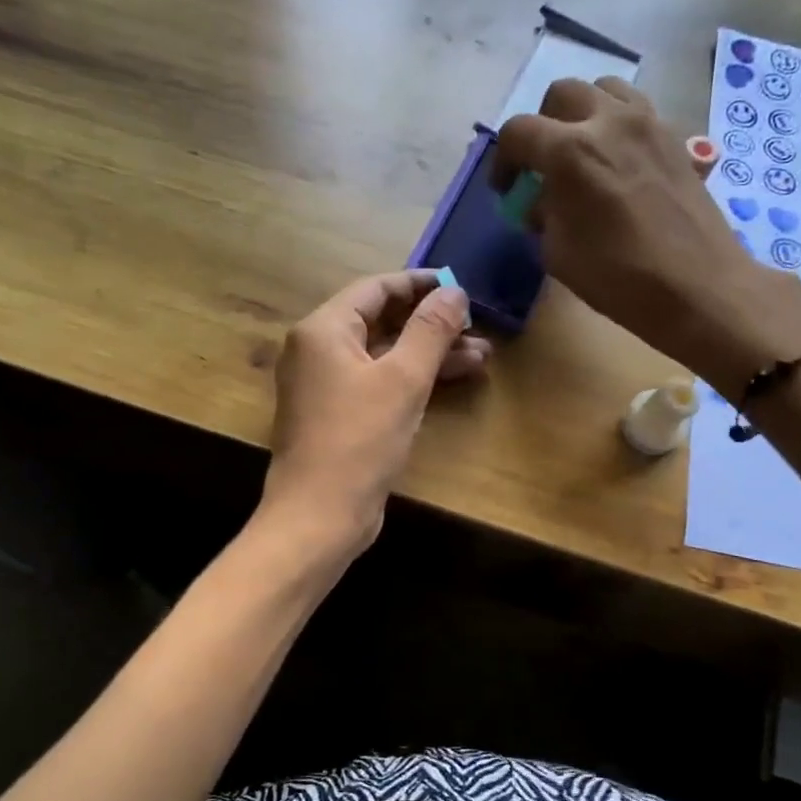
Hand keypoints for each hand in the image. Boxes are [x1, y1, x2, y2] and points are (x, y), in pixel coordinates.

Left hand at [260, 270, 489, 551]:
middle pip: (380, 320)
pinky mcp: (338, 414)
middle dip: (431, 324)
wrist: (319, 516)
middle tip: (477, 326)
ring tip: (482, 355)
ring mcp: (326, 385)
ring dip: (429, 353)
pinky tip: (453, 380)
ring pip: (384, 354)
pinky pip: (378, 382)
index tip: (460, 285)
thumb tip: (454, 291)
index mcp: (324, 330)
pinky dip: (412, 379)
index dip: (420, 284)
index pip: (376, 288)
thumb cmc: (359, 441)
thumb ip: (430, 330)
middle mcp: (319, 350)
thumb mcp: (403, 380)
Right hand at [493, 77, 800, 390]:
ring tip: (582, 150)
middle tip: (543, 164)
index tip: (506, 189)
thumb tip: (543, 202)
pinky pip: (637, 110)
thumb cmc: (619, 277)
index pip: (518, 132)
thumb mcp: (559, 253)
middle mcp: (608, 121)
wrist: (698, 286)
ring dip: (583, 113)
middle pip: (561, 94)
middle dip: (542, 126)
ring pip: (604, 90)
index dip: (503, 160)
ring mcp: (648, 123)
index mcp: (570, 151)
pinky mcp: (675, 137)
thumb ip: (544, 216)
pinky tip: (618, 162)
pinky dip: (617, 125)